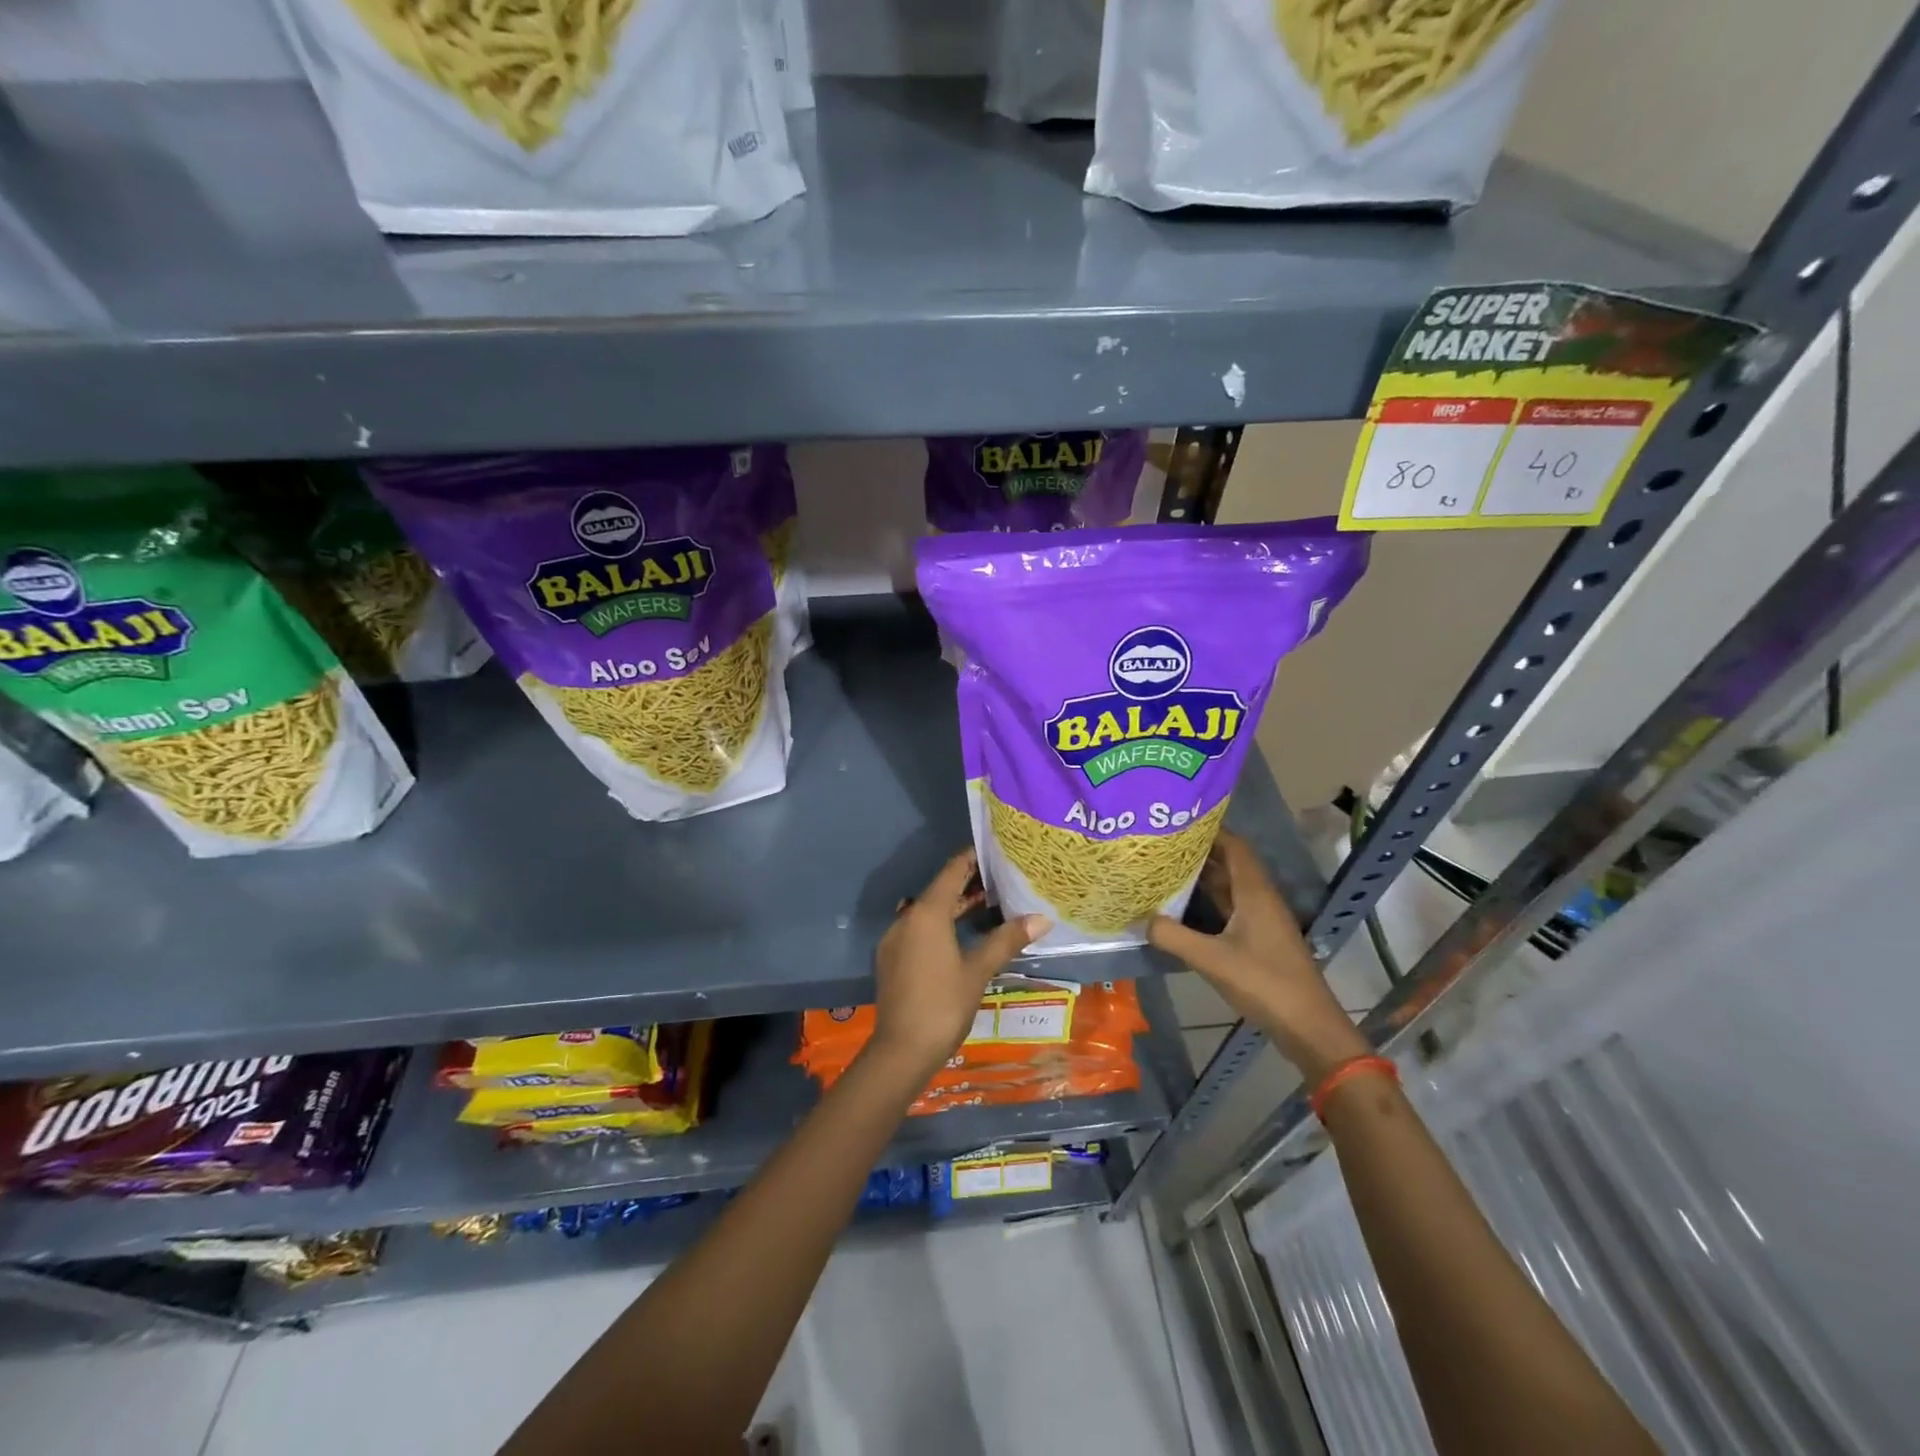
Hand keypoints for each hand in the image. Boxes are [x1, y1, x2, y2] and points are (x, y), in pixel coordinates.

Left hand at [870, 850, 1049, 1079]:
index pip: (952, 871)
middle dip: (968, 884)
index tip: (996, 851)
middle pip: (939, 890)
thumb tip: (1042, 918)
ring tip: (988, 906)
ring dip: (955, 907)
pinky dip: (941, 926)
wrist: (901, 1051)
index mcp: (927, 913)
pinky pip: (919, 930)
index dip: (973, 858)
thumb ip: (1007, 940)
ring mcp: (895, 939)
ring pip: (929, 912)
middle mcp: (906, 918)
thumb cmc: (943, 1005)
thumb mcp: (979, 971)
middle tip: (1002, 880)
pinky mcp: (892, 959)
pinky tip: (961, 938)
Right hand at [1150, 831, 1367, 1082]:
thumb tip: (1142, 919)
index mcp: (1255, 892)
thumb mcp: (1212, 960)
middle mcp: (1260, 898)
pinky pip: (1230, 907)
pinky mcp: (1259, 938)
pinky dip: (1208, 900)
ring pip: (1230, 886)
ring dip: (1202, 876)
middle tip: (1162, 843)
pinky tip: (1182, 905)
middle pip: (1230, 862)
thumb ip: (1174, 937)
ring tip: (1165, 867)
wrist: (1308, 1027)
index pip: (1234, 846)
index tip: (1176, 822)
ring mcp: (1261, 919)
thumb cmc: (1265, 984)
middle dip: (1199, 851)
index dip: (1209, 830)